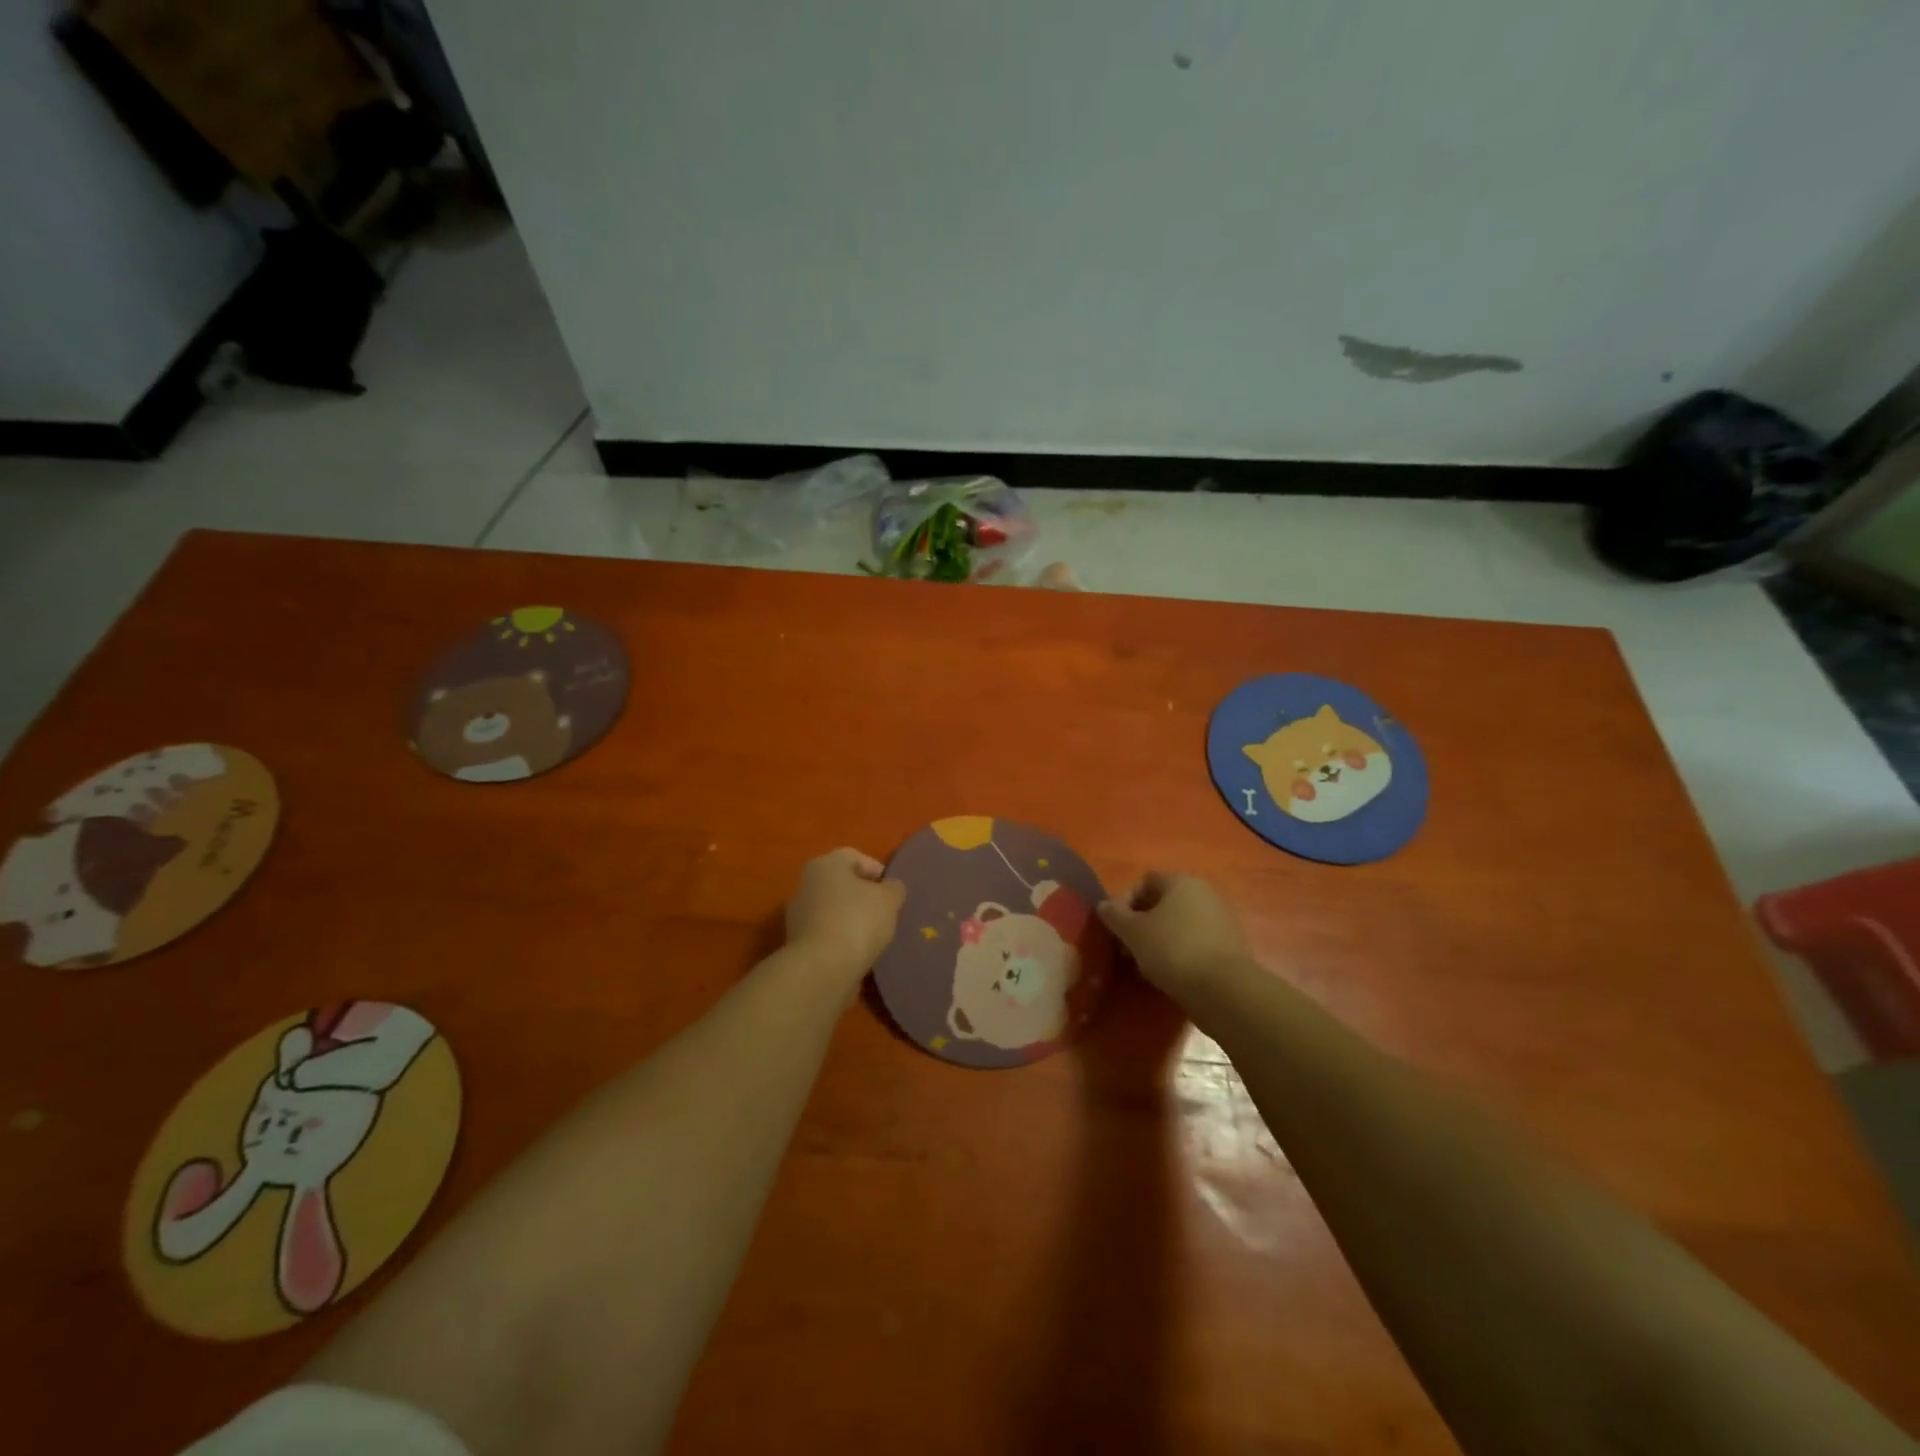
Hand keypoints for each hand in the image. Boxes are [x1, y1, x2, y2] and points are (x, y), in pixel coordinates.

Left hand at [785, 847, 906, 978]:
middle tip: (883, 911)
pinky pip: (826, 933)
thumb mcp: (889, 899)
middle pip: (840, 883)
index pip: (853, 857)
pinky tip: (857, 951)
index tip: (890, 890)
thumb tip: (890, 888)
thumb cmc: (857, 920)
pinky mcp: (797, 944)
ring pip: (832, 909)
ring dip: (850, 918)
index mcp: (825, 864)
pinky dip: (841, 938)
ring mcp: (798, 915)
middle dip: (862, 895)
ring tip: (872, 935)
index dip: (875, 869)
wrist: (822, 968)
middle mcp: (806, 884)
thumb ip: (894, 888)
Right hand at [1098, 872, 1246, 1001]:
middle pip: (1162, 903)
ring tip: (1145, 966)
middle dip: (1141, 923)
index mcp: (1180, 881)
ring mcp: (1220, 918)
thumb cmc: (1172, 949)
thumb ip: (1114, 915)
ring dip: (1158, 940)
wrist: (1223, 989)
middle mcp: (1203, 892)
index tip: (1116, 927)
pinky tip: (1169, 974)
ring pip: (1178, 924)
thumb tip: (1104, 905)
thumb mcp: (1133, 932)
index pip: (1145, 881)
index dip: (1125, 901)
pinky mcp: (1229, 945)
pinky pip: (1195, 941)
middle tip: (1127, 948)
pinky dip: (1179, 952)